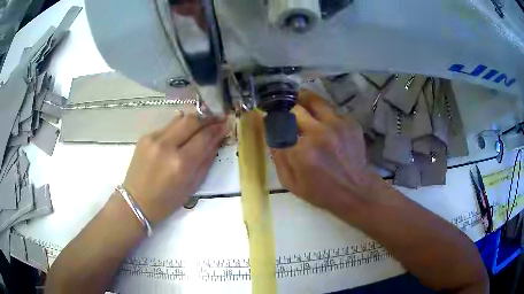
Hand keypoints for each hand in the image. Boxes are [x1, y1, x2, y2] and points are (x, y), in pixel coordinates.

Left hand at [123, 112, 227, 224]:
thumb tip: (216, 141)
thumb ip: (205, 161)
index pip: (204, 137)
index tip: (226, 124)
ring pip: (179, 119)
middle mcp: (166, 145)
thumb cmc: (166, 201)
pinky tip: (183, 132)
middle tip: (218, 118)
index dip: (217, 129)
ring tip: (203, 122)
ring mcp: (153, 138)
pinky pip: (168, 126)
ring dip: (194, 119)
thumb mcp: (191, 186)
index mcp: (180, 163)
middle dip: (207, 118)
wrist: (136, 201)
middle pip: (192, 121)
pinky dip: (179, 127)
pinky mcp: (145, 137)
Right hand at [271, 90, 375, 209]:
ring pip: (314, 100)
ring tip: (300, 103)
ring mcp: (337, 124)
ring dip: (304, 100)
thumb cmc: (321, 191)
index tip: (270, 119)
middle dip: (287, 108)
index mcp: (301, 150)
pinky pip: (331, 110)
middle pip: (295, 107)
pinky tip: (324, 122)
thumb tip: (270, 134)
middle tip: (286, 111)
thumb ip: (278, 157)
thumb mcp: (291, 183)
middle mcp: (318, 132)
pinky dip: (324, 113)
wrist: (355, 190)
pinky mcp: (350, 122)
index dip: (271, 119)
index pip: (279, 123)